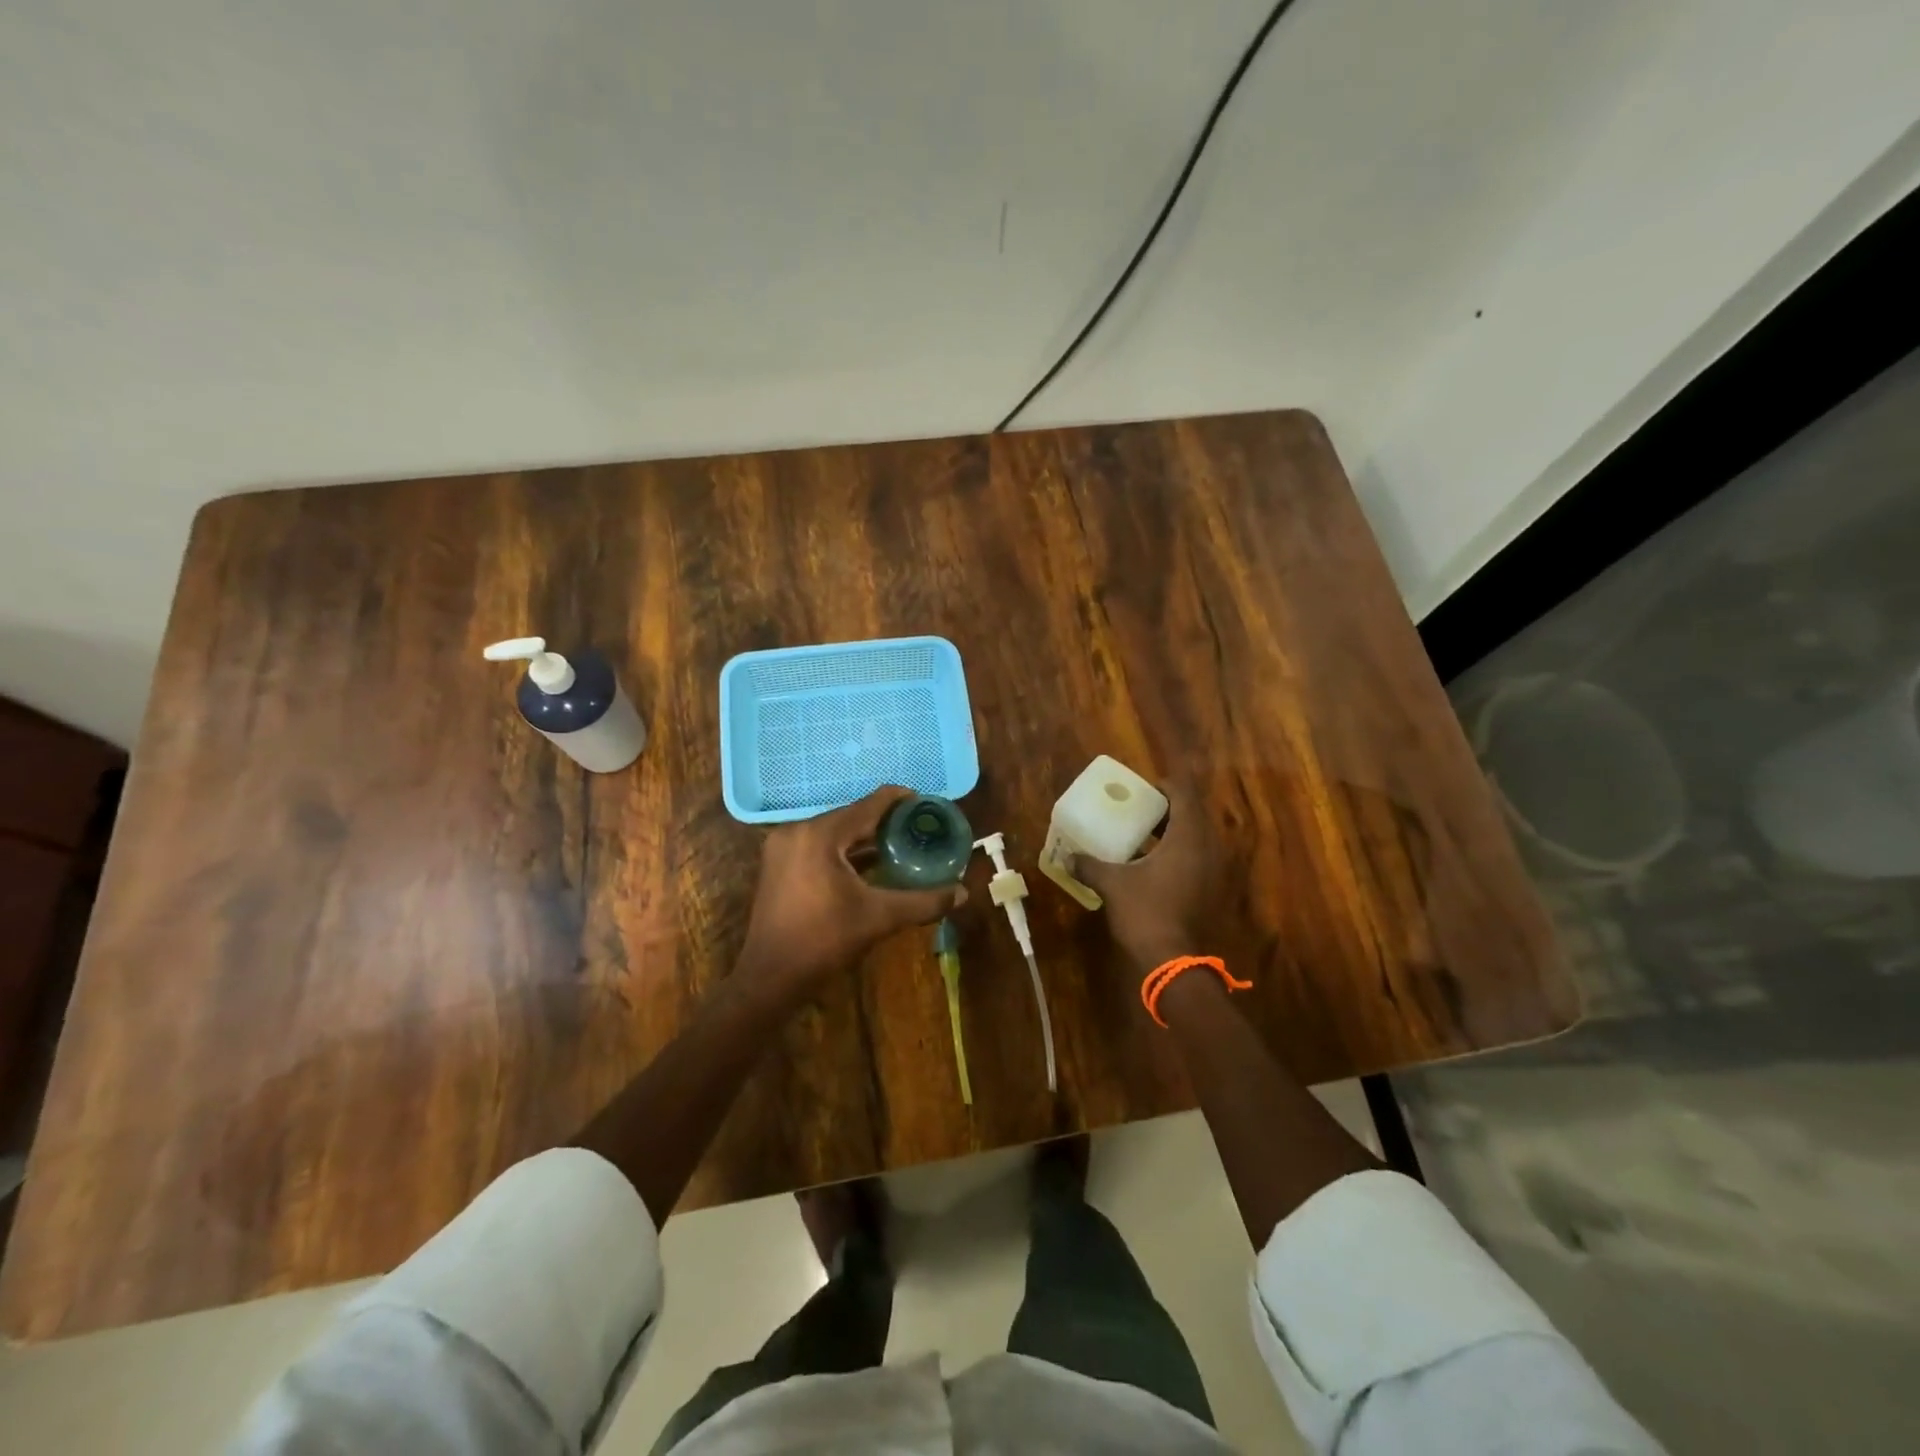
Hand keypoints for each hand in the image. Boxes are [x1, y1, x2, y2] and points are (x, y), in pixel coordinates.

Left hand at [738, 786, 966, 995]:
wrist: (770, 978)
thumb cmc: (824, 941)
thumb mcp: (879, 918)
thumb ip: (923, 901)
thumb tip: (962, 893)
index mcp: (820, 835)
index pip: (869, 805)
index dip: (901, 801)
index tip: (927, 804)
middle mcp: (797, 831)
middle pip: (851, 817)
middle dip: (885, 822)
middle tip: (918, 828)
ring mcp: (783, 848)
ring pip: (835, 833)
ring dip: (865, 838)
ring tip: (900, 844)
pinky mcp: (778, 865)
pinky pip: (819, 846)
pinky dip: (845, 851)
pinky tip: (870, 865)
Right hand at [1073, 779, 1221, 971]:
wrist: (1173, 961)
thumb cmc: (1145, 912)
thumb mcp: (1112, 884)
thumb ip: (1090, 866)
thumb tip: (1067, 857)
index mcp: (1188, 837)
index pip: (1184, 795)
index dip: (1165, 787)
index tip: (1143, 789)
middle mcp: (1207, 849)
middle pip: (1192, 815)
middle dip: (1167, 809)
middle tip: (1139, 809)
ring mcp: (1212, 872)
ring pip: (1195, 839)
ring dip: (1172, 833)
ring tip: (1142, 835)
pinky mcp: (1210, 891)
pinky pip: (1196, 859)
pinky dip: (1177, 854)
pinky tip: (1150, 865)